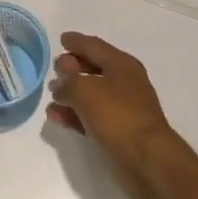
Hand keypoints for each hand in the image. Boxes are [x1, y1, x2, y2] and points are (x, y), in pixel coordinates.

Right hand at [47, 32, 183, 198]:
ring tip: (51, 96)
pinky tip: (57, 117)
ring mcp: (122, 107)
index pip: (94, 46)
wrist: (146, 159)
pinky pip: (91, 116)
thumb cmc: (118, 116)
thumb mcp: (86, 91)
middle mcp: (124, 82)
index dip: (77, 41)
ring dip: (71, 93)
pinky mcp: (118, 130)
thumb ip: (67, 83)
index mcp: (122, 65)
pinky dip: (75, 114)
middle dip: (73, 67)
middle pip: (94, 68)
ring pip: (91, 93)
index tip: (62, 39)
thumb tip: (60, 86)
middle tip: (54, 69)